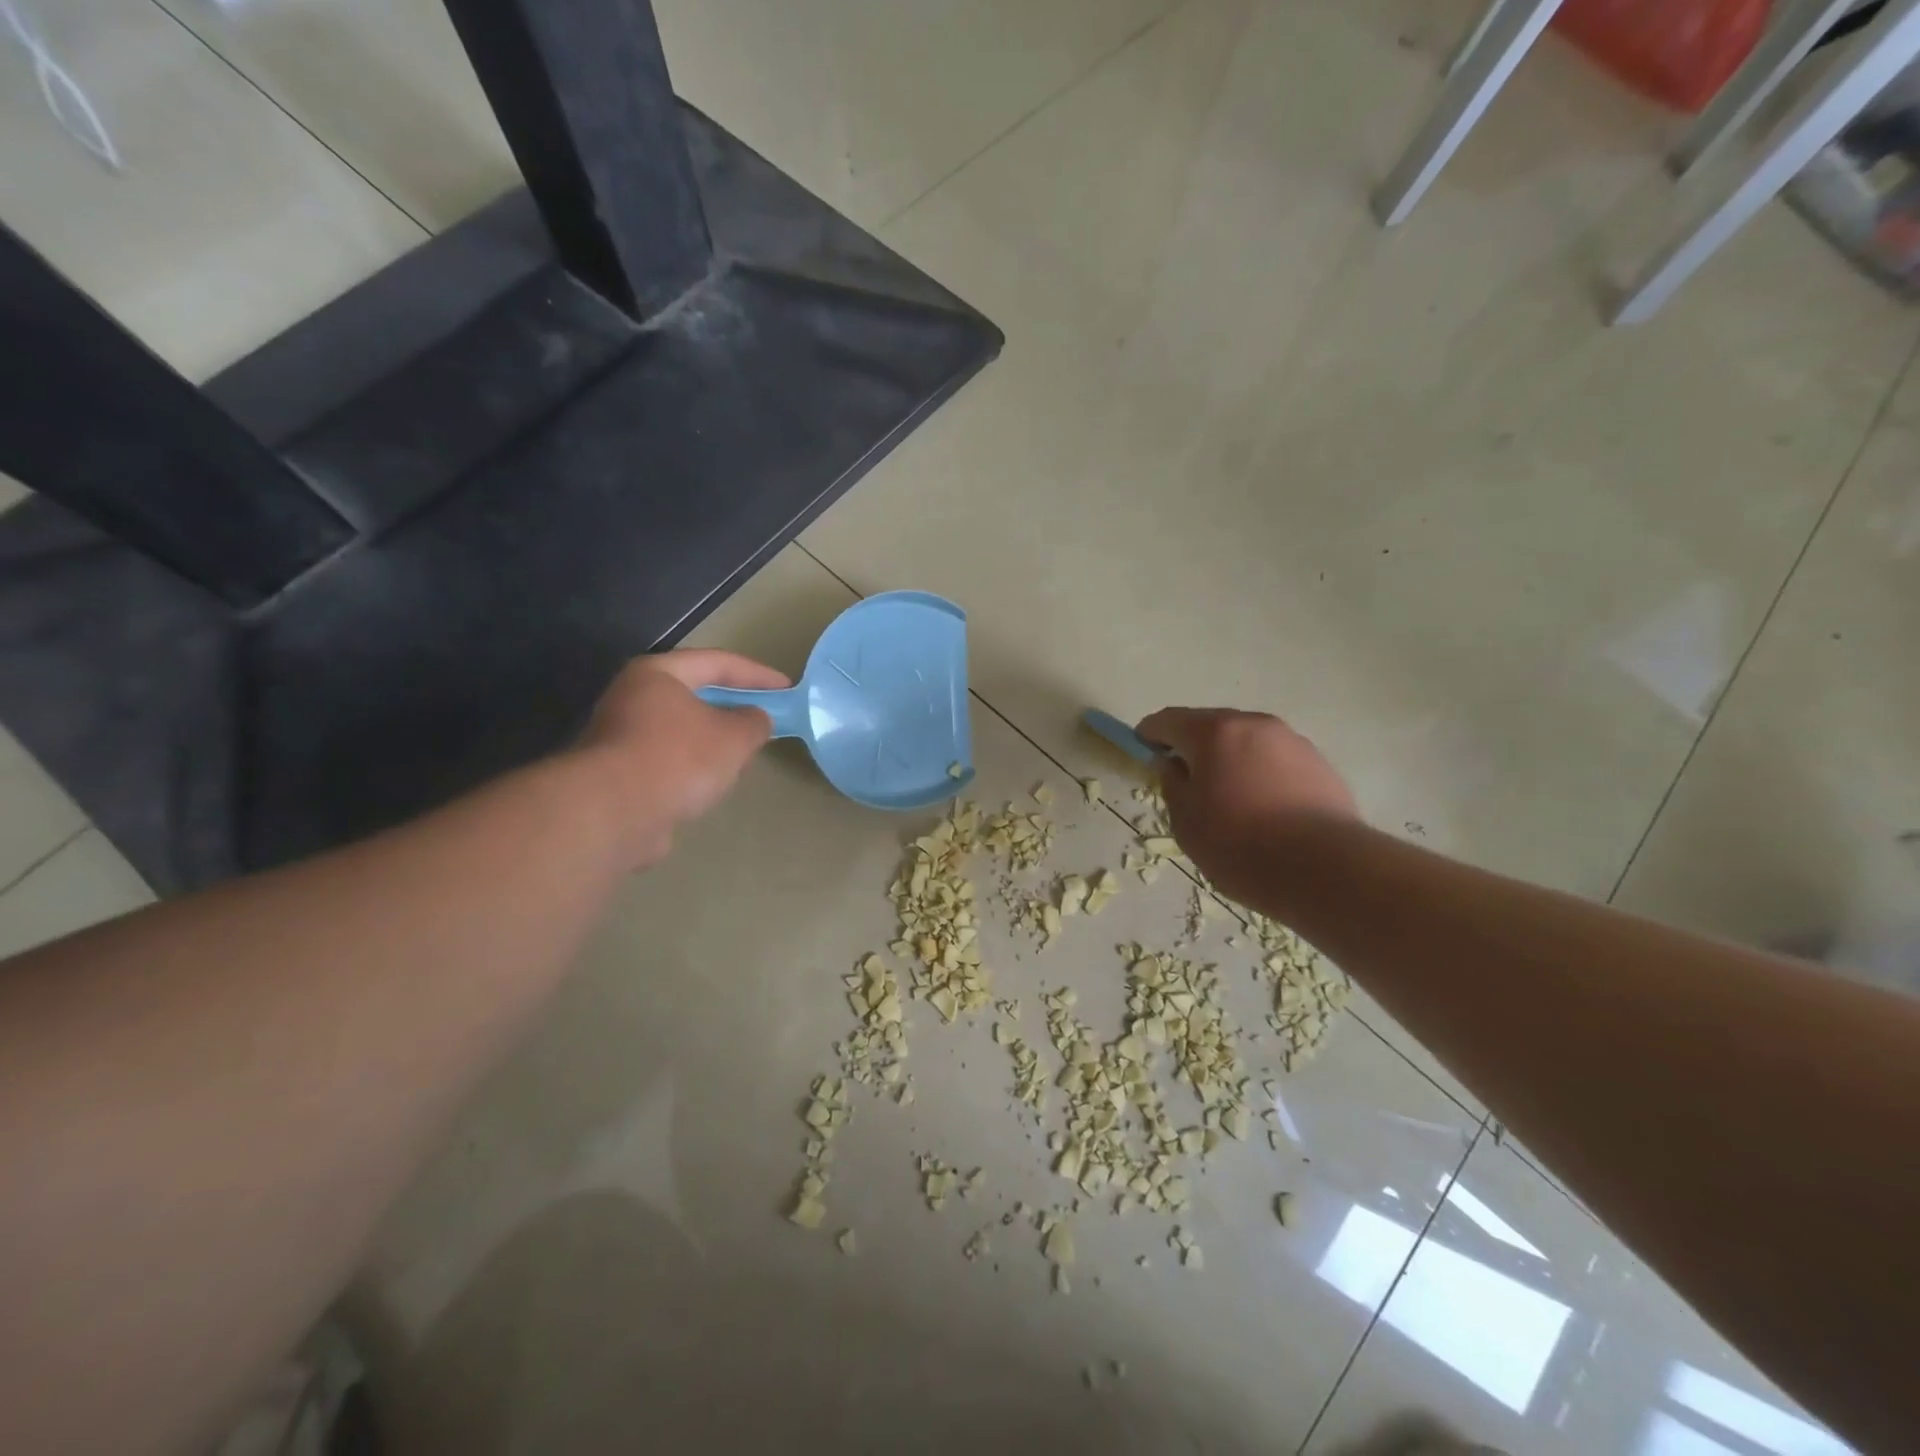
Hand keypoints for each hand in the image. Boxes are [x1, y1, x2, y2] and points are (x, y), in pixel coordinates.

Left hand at [577, 650, 790, 867]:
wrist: (612, 813)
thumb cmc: (678, 758)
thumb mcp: (734, 736)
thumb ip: (754, 722)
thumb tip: (755, 720)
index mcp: (658, 674)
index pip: (717, 662)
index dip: (757, 674)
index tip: (787, 689)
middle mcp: (632, 697)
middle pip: (694, 695)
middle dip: (732, 708)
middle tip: (763, 721)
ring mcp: (620, 737)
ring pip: (681, 732)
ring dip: (712, 742)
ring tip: (742, 758)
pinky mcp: (617, 775)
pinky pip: (668, 762)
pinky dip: (693, 769)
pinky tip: (711, 787)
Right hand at [1135, 707, 1358, 906]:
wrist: (1325, 870)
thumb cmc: (1239, 846)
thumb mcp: (1185, 821)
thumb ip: (1172, 784)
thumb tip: (1174, 765)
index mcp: (1214, 732)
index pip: (1168, 720)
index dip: (1150, 733)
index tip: (1142, 747)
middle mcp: (1254, 725)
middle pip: (1211, 725)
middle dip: (1193, 745)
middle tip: (1185, 777)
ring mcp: (1292, 741)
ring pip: (1247, 742)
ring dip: (1229, 758)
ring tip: (1227, 796)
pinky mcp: (1320, 764)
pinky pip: (1275, 760)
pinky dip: (1259, 773)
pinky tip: (1262, 807)